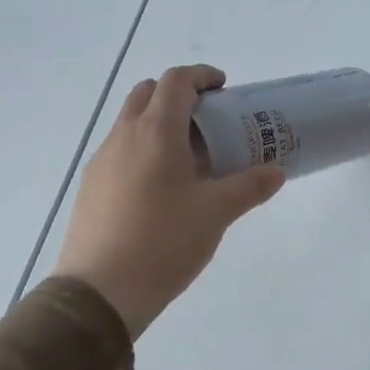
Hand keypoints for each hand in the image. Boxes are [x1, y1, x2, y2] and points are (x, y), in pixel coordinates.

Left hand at [53, 65, 284, 336]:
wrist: (100, 292)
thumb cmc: (163, 242)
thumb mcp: (216, 213)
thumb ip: (249, 186)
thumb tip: (277, 172)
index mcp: (155, 132)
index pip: (176, 81)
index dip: (202, 76)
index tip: (225, 89)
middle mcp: (123, 137)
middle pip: (147, 94)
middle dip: (179, 96)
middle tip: (209, 121)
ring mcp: (102, 162)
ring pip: (131, 123)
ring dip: (160, 124)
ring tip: (192, 159)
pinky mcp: (92, 188)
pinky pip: (121, 151)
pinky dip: (145, 150)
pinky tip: (164, 189)